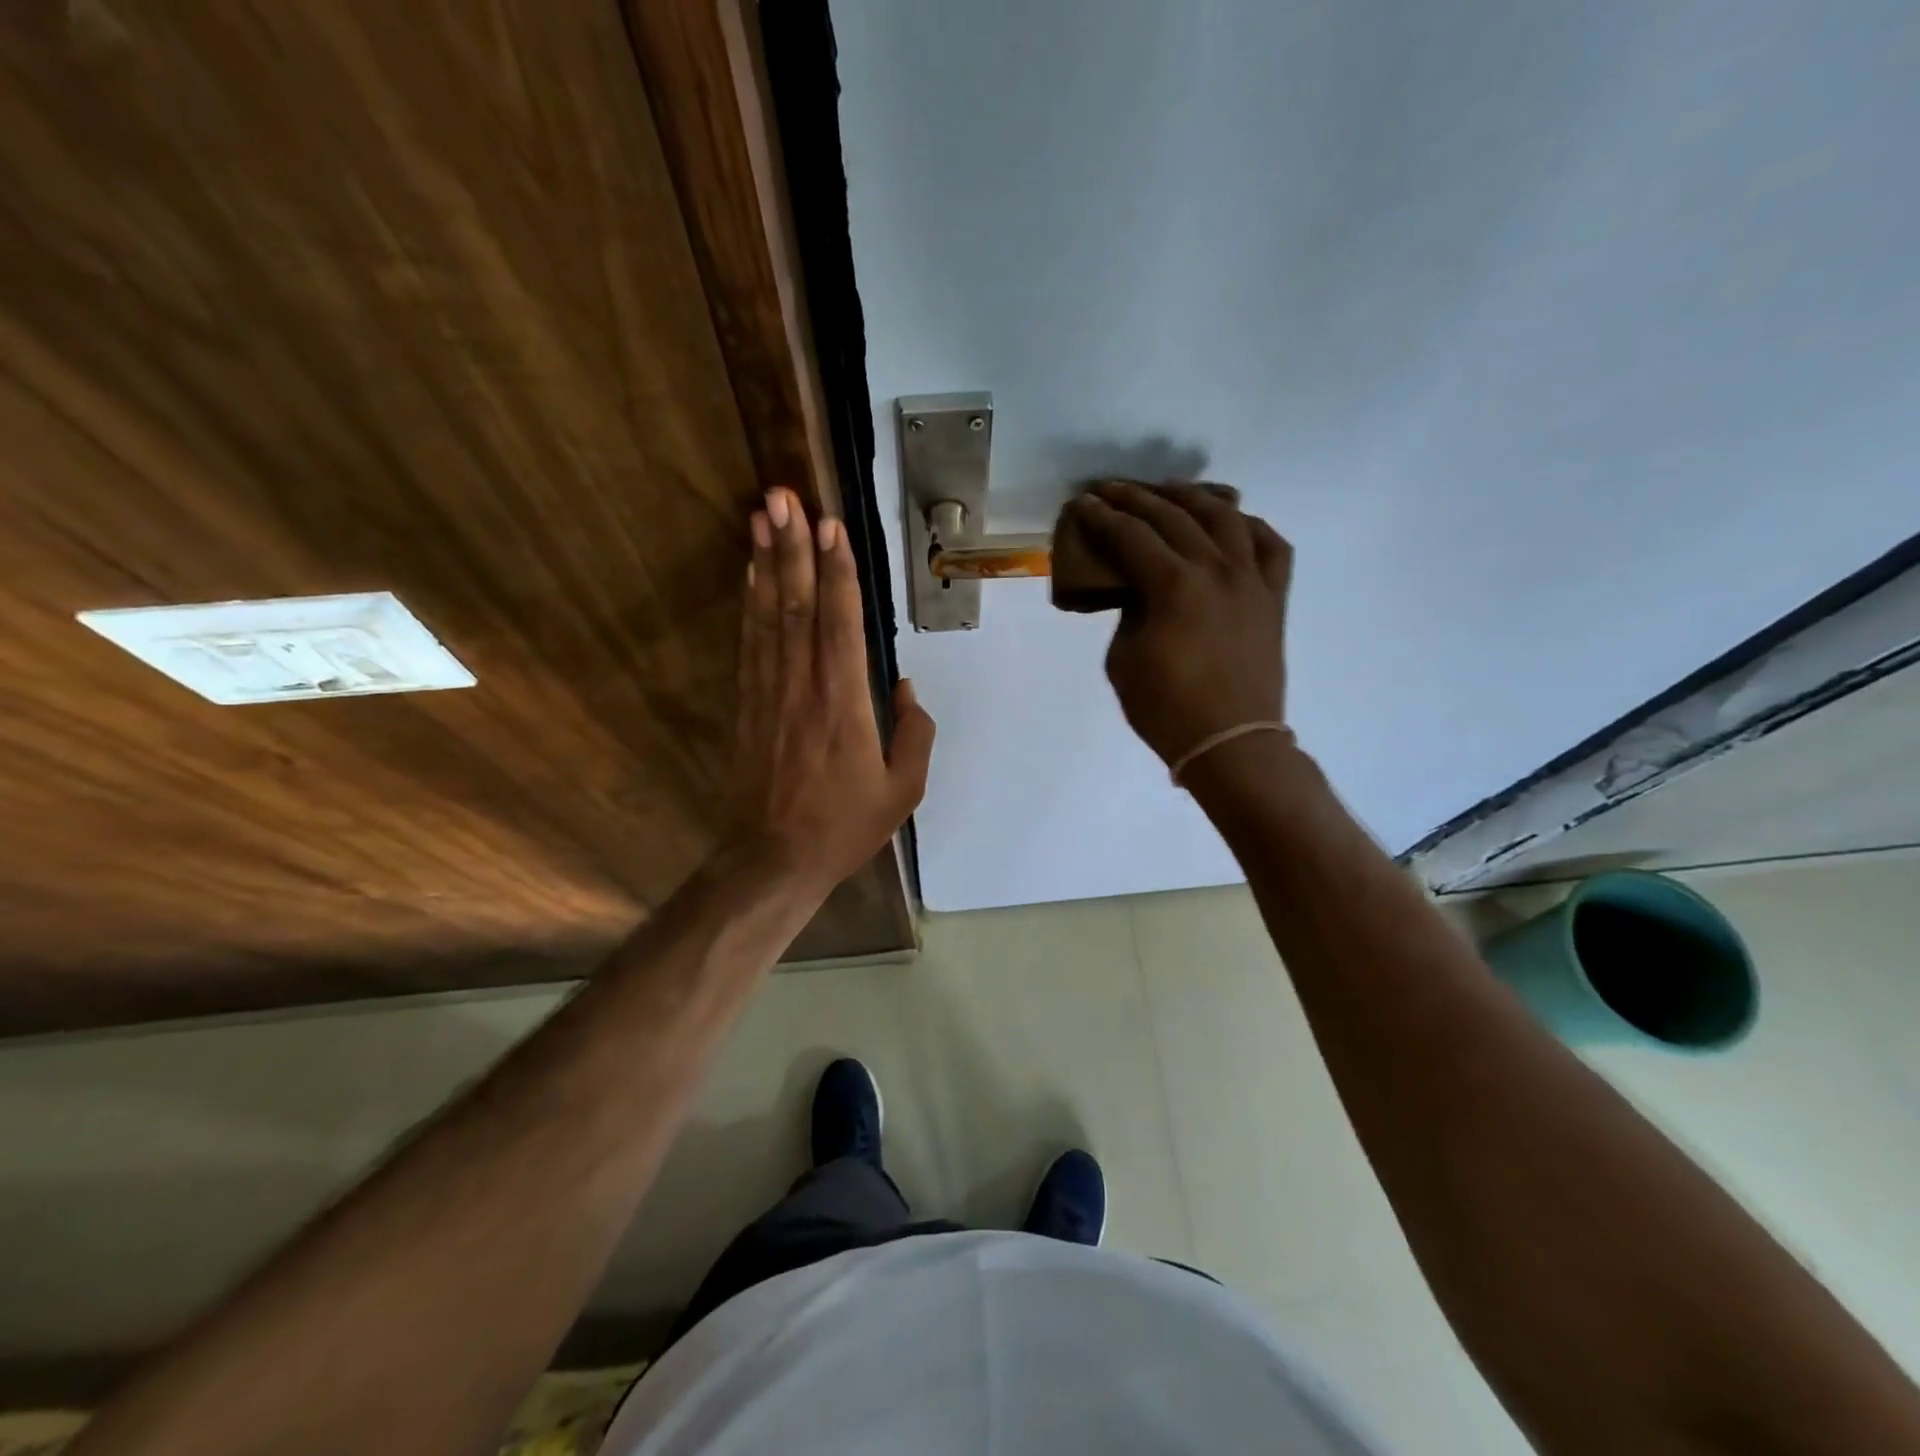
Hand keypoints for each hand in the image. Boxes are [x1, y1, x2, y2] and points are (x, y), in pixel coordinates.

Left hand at [725, 487, 935, 895]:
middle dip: (793, 547)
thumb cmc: (844, 826)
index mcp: (844, 703)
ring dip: (766, 563)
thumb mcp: (903, 790)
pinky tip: (750, 575)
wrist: (773, 859)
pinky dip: (749, 605)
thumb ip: (915, 734)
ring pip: (768, 616)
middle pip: (798, 605)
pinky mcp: (747, 705)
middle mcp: (803, 686)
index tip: (830, 524)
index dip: (837, 571)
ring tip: (761, 515)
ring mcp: (769, 693)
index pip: (841, 623)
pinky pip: (750, 644)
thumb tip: (905, 689)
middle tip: (783, 495)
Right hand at [1068, 481, 1291, 767]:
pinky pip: (1271, 546)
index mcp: (1174, 586)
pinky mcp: (1274, 598)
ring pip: (1226, 518)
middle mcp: (1216, 570)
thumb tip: (1139, 589)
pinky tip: (1233, 521)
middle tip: (1111, 489)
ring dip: (1192, 497)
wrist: (1231, 743)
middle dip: (1137, 498)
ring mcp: (1252, 580)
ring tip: (1169, 491)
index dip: (1102, 516)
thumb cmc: (1167, 709)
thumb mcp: (1124, 660)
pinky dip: (1250, 526)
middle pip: (1174, 517)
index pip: (1131, 536)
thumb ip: (1129, 613)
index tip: (1083, 502)